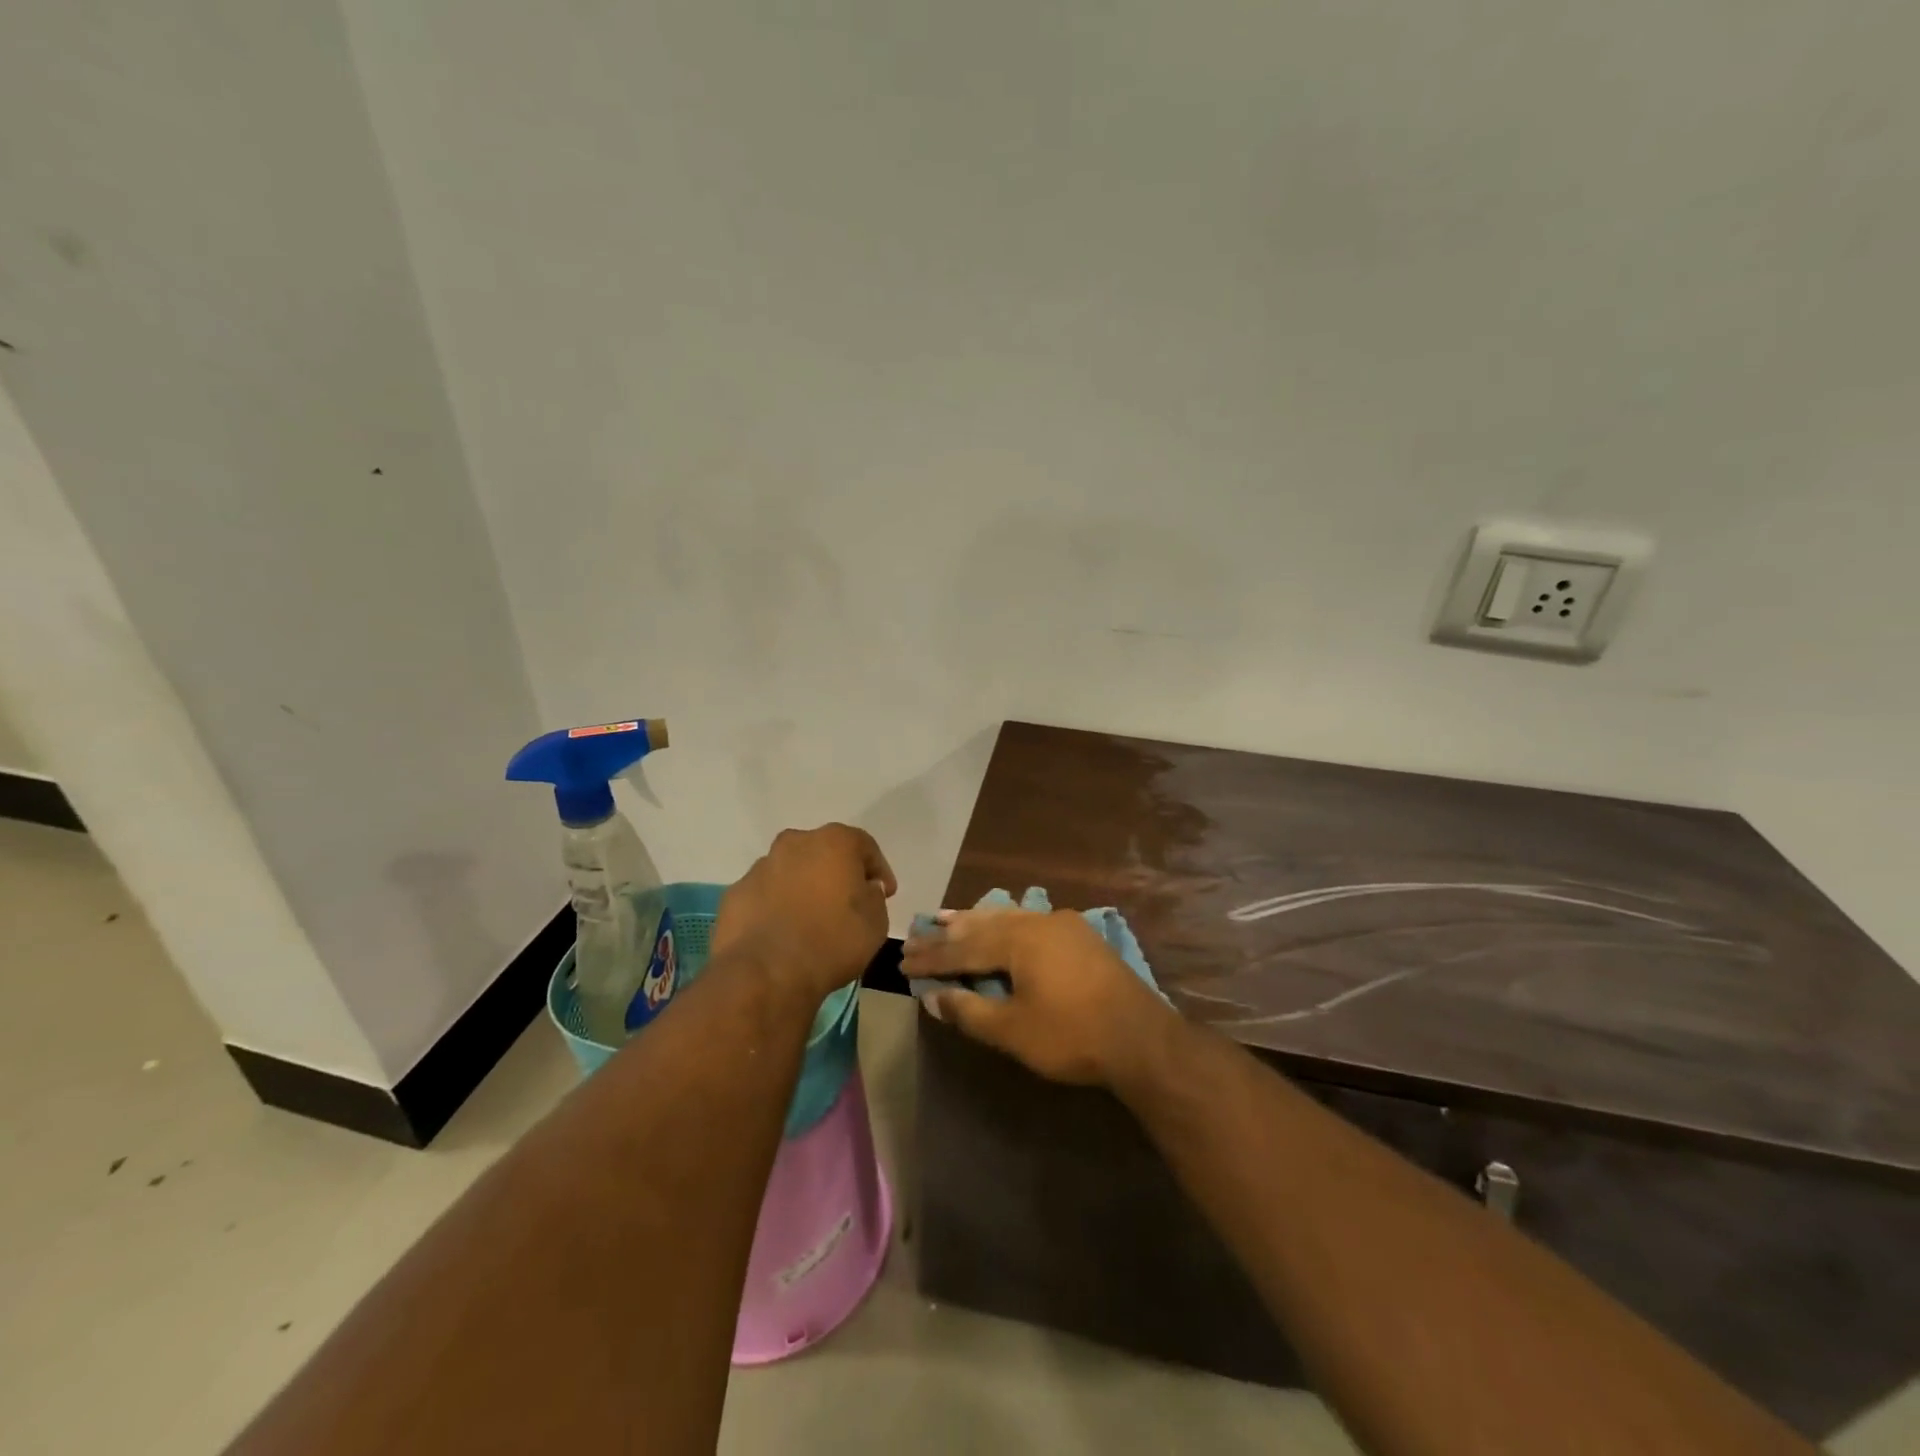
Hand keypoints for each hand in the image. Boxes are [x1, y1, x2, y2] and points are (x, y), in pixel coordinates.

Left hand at [713, 824, 895, 1000]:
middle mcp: (795, 843)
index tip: (885, 893)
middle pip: (823, 852)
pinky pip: (766, 895)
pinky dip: (777, 907)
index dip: (878, 869)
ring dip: (804, 888)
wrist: (767, 973)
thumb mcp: (876, 921)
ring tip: (812, 921)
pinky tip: (784, 934)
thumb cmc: (833, 940)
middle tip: (848, 902)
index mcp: (834, 842)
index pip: (864, 846)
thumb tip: (864, 888)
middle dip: (837, 873)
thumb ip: (873, 896)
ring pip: (791, 871)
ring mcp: (760, 868)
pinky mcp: (735, 894)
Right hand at [902, 906, 1175, 1086]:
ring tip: (950, 917)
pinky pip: (1030, 922)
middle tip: (920, 929)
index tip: (903, 959)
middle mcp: (1037, 922)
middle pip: (983, 925)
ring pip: (1008, 917)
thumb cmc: (1072, 1036)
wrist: (1142, 1039)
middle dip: (950, 932)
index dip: (932, 956)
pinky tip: (1001, 924)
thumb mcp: (1013, 1031)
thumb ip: (969, 1011)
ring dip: (977, 921)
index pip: (963, 948)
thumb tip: (933, 996)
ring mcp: (1063, 925)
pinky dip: (1006, 925)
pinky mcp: (1080, 937)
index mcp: (1018, 940)